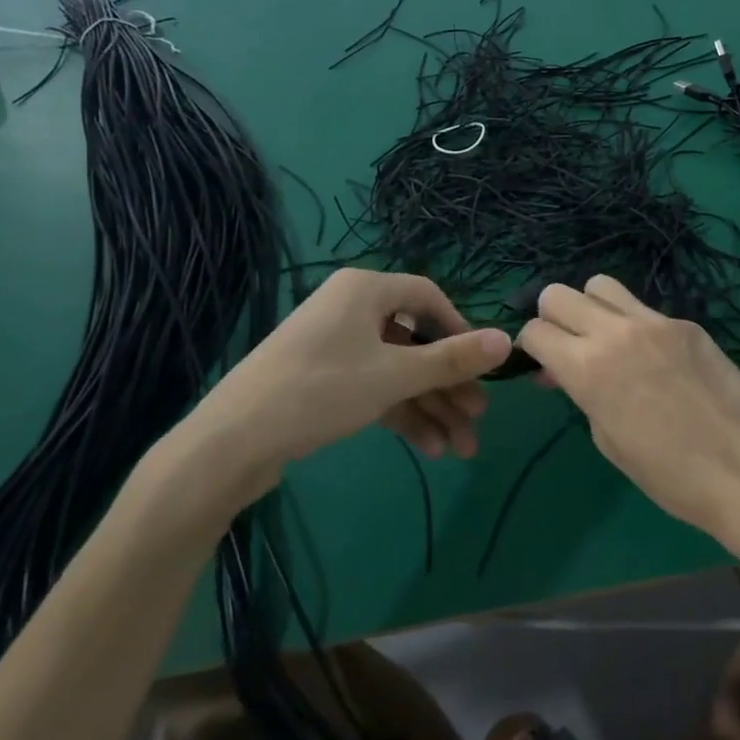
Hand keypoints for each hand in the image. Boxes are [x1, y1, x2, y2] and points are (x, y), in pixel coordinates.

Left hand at [179, 269, 510, 505]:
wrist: (231, 443)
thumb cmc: (320, 391)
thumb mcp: (394, 375)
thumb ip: (452, 359)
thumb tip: (508, 340)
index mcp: (365, 290)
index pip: (428, 297)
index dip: (460, 330)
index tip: (481, 366)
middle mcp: (351, 310)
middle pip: (415, 342)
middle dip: (448, 385)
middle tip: (477, 419)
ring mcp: (335, 347)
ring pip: (397, 372)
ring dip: (430, 408)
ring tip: (461, 449)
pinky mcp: (323, 381)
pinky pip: (374, 388)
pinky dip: (401, 415)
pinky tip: (429, 449)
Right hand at [516, 275, 739, 554]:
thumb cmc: (671, 476)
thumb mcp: (609, 441)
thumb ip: (581, 394)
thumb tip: (566, 372)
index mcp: (588, 368)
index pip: (535, 331)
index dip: (531, 349)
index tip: (543, 366)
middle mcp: (615, 332)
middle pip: (558, 294)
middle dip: (552, 318)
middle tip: (567, 348)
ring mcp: (654, 321)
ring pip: (601, 285)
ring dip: (591, 308)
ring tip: (606, 340)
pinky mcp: (686, 323)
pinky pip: (644, 309)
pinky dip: (633, 324)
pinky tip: (653, 357)